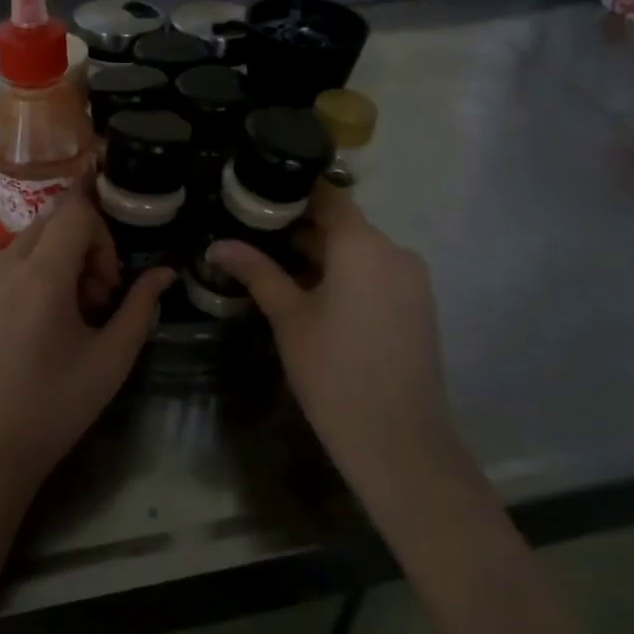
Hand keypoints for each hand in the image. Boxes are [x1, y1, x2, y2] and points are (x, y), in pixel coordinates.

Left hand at [0, 186, 172, 499]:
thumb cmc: (55, 407)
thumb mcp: (111, 359)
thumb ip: (141, 306)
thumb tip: (164, 273)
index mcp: (40, 277)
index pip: (74, 210)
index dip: (102, 232)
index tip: (110, 280)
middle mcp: (2, 267)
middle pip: (51, 221)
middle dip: (82, 246)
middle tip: (94, 299)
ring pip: (28, 243)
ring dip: (56, 261)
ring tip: (67, 317)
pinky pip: (5, 265)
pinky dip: (30, 276)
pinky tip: (36, 326)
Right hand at [204, 184, 451, 475]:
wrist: (398, 441)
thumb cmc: (333, 371)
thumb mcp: (288, 317)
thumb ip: (256, 272)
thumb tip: (217, 245)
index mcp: (364, 246)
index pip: (328, 196)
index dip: (292, 192)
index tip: (256, 196)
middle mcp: (395, 252)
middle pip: (343, 224)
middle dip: (300, 227)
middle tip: (252, 234)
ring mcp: (412, 280)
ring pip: (359, 251)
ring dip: (321, 254)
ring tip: (273, 264)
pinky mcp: (417, 305)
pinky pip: (375, 273)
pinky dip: (345, 274)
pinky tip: (310, 293)